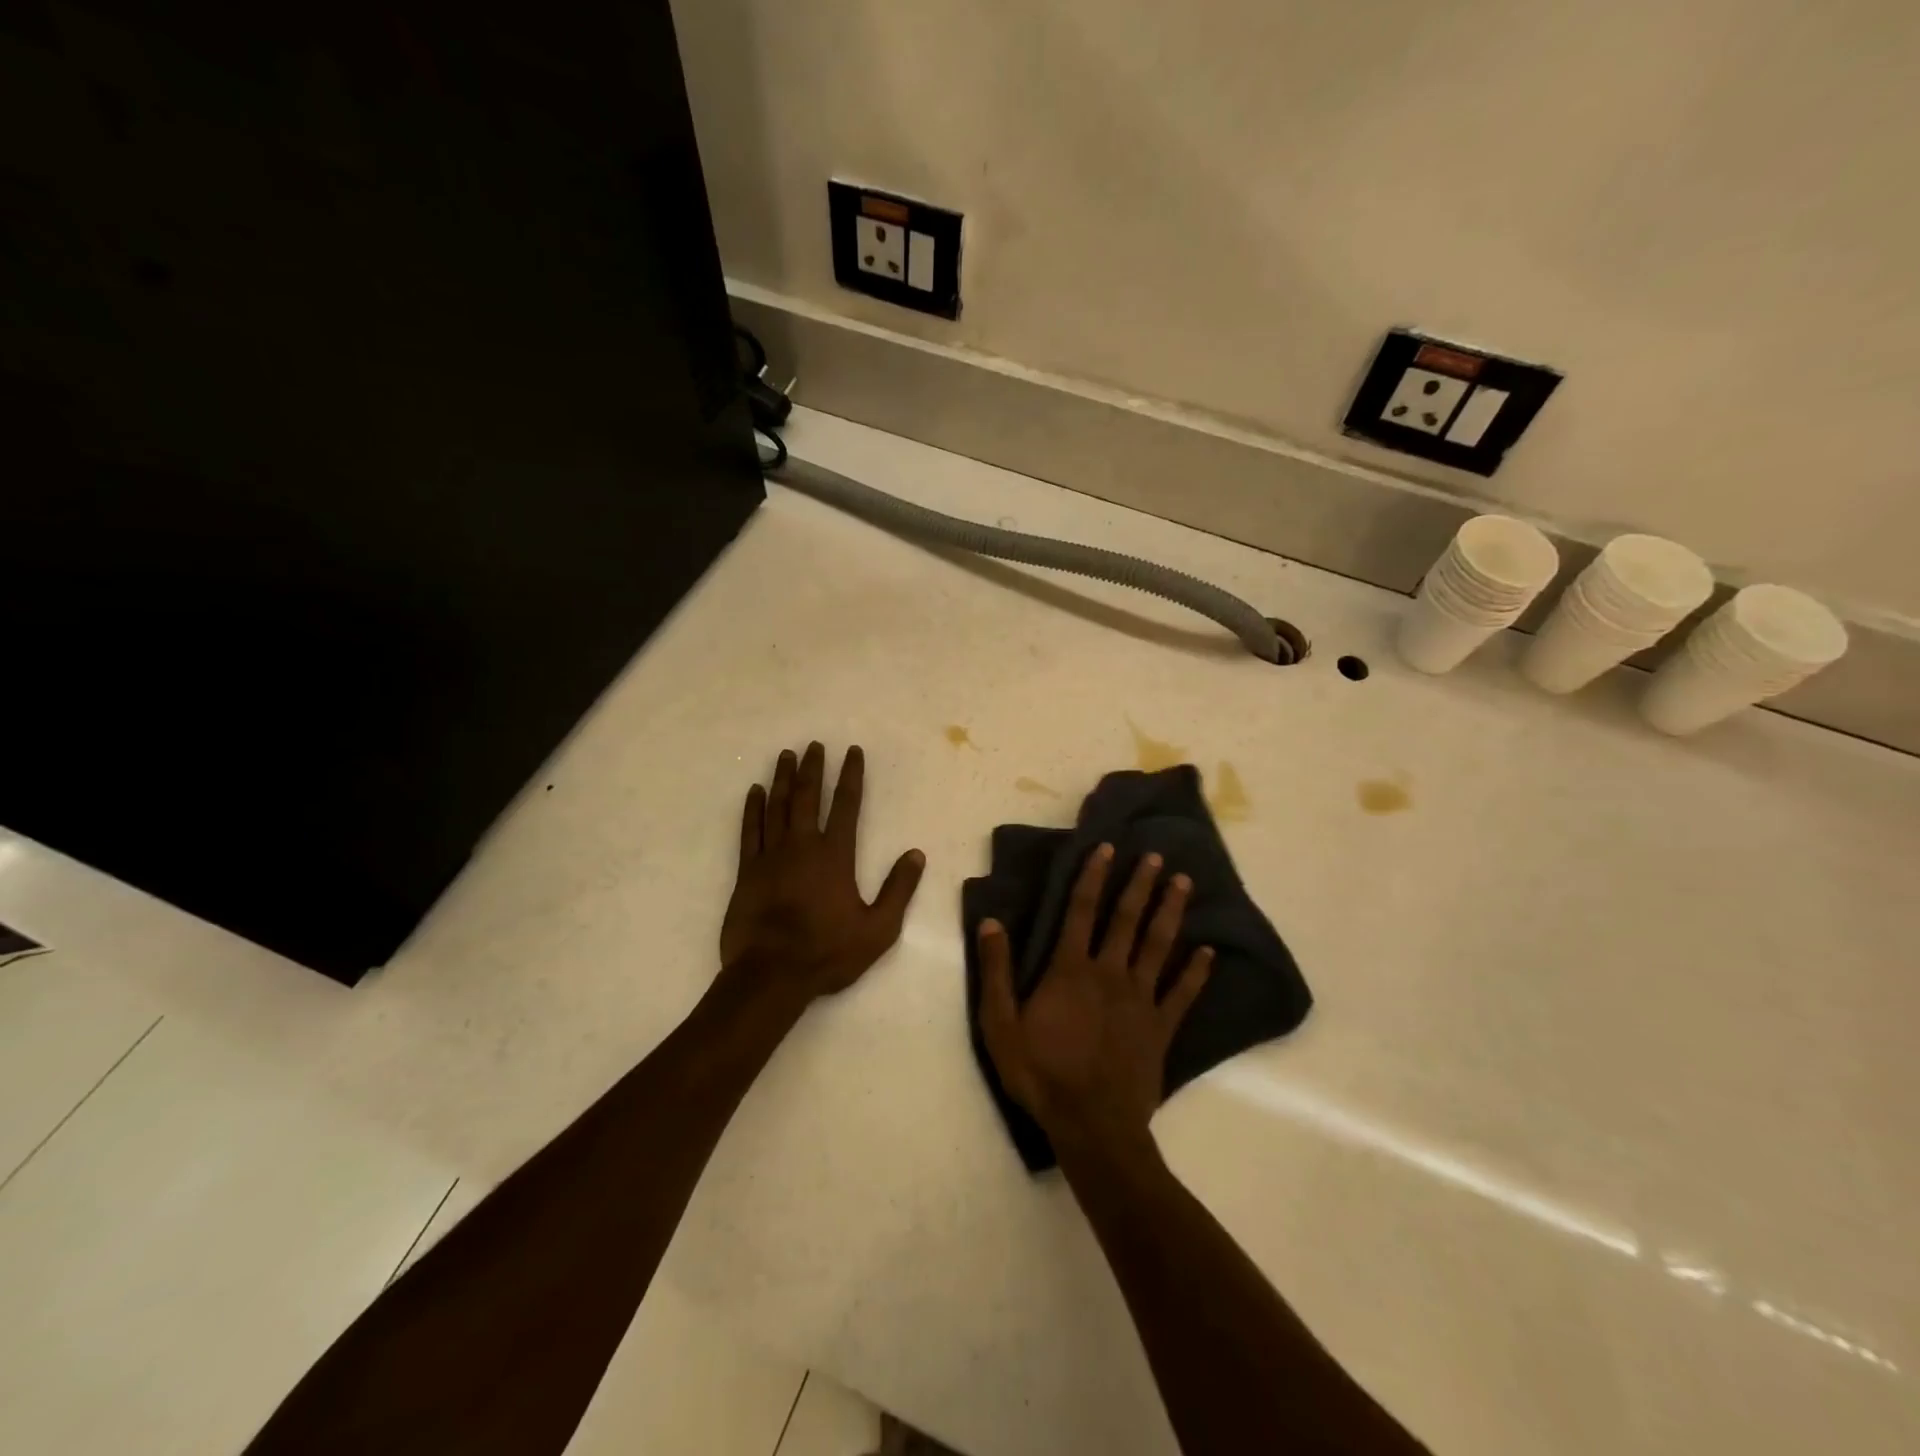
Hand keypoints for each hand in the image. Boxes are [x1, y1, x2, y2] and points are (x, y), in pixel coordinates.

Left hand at [721, 742, 925, 1002]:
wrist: (771, 975)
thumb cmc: (828, 953)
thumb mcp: (879, 929)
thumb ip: (898, 889)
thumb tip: (916, 854)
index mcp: (835, 855)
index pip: (846, 804)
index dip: (850, 775)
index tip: (852, 751)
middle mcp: (802, 845)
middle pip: (807, 796)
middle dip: (813, 767)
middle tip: (814, 744)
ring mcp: (771, 856)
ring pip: (777, 806)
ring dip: (782, 778)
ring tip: (786, 755)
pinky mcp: (747, 871)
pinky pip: (749, 830)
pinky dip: (752, 808)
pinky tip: (754, 791)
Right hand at [978, 844, 1211, 1157]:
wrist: (1091, 1126)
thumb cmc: (1041, 1074)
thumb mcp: (1000, 1025)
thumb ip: (995, 971)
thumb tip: (991, 922)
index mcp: (1071, 969)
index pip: (1082, 910)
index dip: (1093, 876)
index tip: (1106, 847)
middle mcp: (1109, 973)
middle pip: (1127, 919)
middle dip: (1141, 884)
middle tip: (1157, 856)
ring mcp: (1140, 999)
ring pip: (1158, 945)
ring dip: (1171, 912)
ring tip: (1184, 883)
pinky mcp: (1162, 1027)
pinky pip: (1182, 993)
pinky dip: (1197, 971)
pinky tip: (1209, 951)